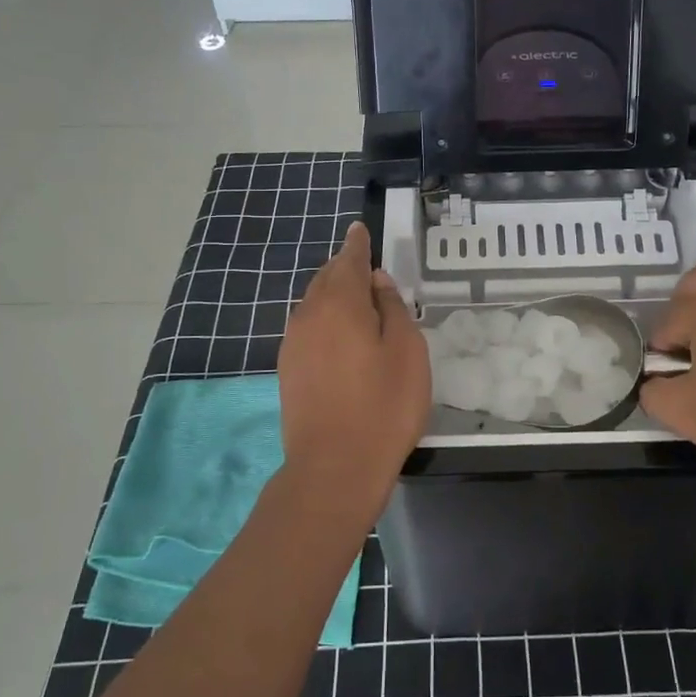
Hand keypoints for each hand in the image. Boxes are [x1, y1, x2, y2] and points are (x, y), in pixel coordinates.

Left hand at [275, 223, 429, 521]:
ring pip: (313, 303)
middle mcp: (309, 315)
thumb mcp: (407, 351)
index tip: (359, 229)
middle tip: (364, 264)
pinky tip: (338, 334)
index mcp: (340, 303)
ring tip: (355, 297)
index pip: (348, 260)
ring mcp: (293, 343)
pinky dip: (324, 319)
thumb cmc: (383, 405)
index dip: (357, 244)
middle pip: (326, 278)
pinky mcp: (288, 369)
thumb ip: (392, 308)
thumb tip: (376, 282)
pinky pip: (307, 327)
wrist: (334, 467)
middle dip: (344, 267)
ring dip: (333, 293)